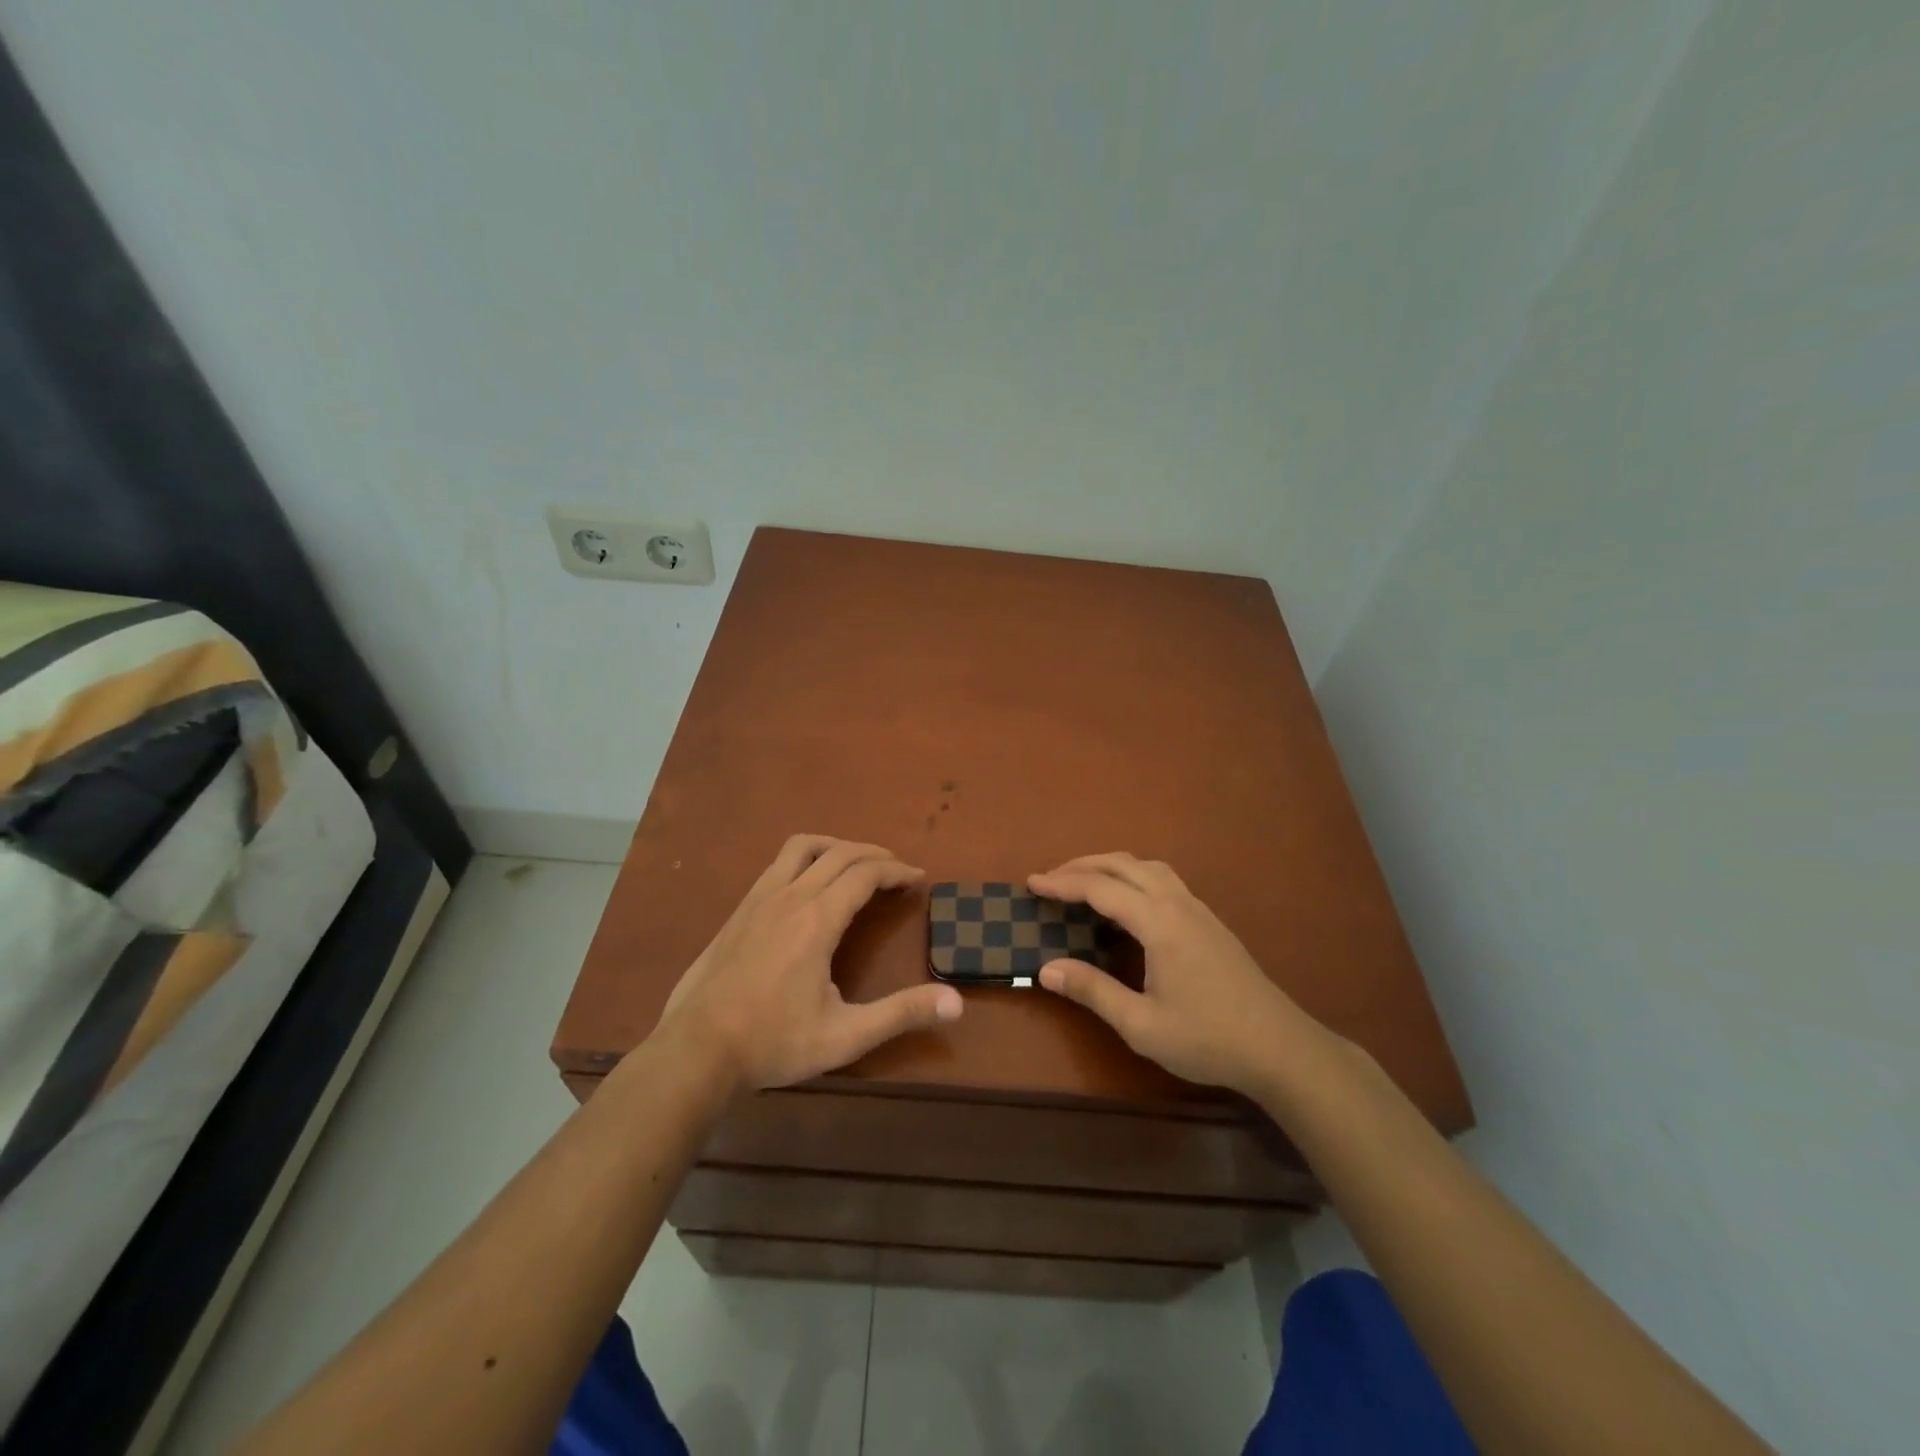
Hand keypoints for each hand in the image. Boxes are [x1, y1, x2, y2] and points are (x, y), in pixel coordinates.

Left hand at [659, 835, 962, 1091]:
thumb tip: (957, 1002)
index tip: (918, 880)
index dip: (897, 871)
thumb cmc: (773, 1042)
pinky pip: (778, 864)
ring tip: (855, 863)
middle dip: (874, 854)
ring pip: (803, 847)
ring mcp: (759, 899)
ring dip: (836, 846)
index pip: (865, 874)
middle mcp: (790, 896)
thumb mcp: (845, 1035)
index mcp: (818, 920)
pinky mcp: (739, 909)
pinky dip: (806, 859)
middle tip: (897, 870)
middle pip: (839, 853)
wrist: (696, 1049)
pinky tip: (808, 886)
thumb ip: (901, 1014)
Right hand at [1027, 853, 1320, 1098]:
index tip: (1032, 883)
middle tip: (1051, 878)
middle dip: (1083, 865)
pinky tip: (1129, 900)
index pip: (1101, 888)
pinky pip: (1163, 879)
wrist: (1280, 1048)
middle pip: (1124, 865)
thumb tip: (1045, 969)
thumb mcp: (1142, 1025)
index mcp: (1159, 923)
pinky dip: (1134, 876)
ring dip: (1111, 865)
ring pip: (1148, 867)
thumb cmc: (1208, 1038)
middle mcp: (1178, 903)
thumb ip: (1093, 991)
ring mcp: (1198, 909)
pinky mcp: (1210, 921)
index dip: (1063, 883)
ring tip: (1084, 881)